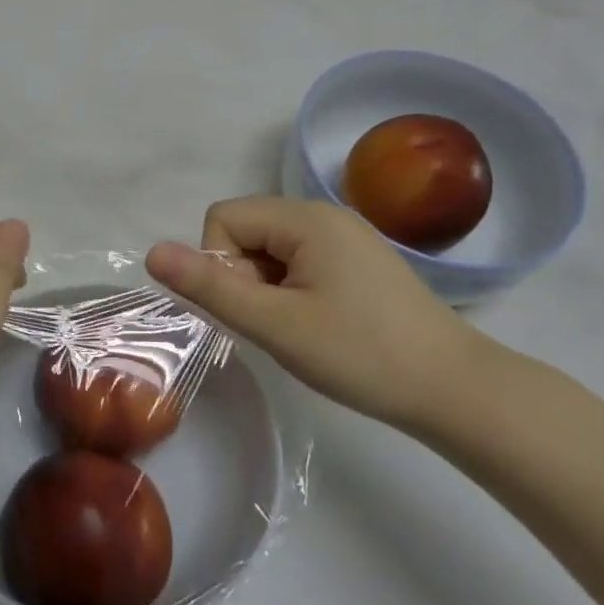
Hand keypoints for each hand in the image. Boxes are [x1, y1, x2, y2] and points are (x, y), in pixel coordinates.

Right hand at [145, 196, 483, 431]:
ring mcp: (345, 238)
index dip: (220, 263)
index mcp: (307, 219)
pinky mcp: (357, 262)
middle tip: (276, 322)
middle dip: (242, 275)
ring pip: (269, 249)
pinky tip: (315, 324)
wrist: (452, 389)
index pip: (224, 217)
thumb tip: (151, 252)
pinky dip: (289, 290)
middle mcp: (325, 215)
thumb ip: (210, 286)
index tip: (253, 307)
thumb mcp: (275, 324)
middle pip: (246, 229)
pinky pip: (298, 261)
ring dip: (265, 286)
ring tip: (296, 327)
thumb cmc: (360, 354)